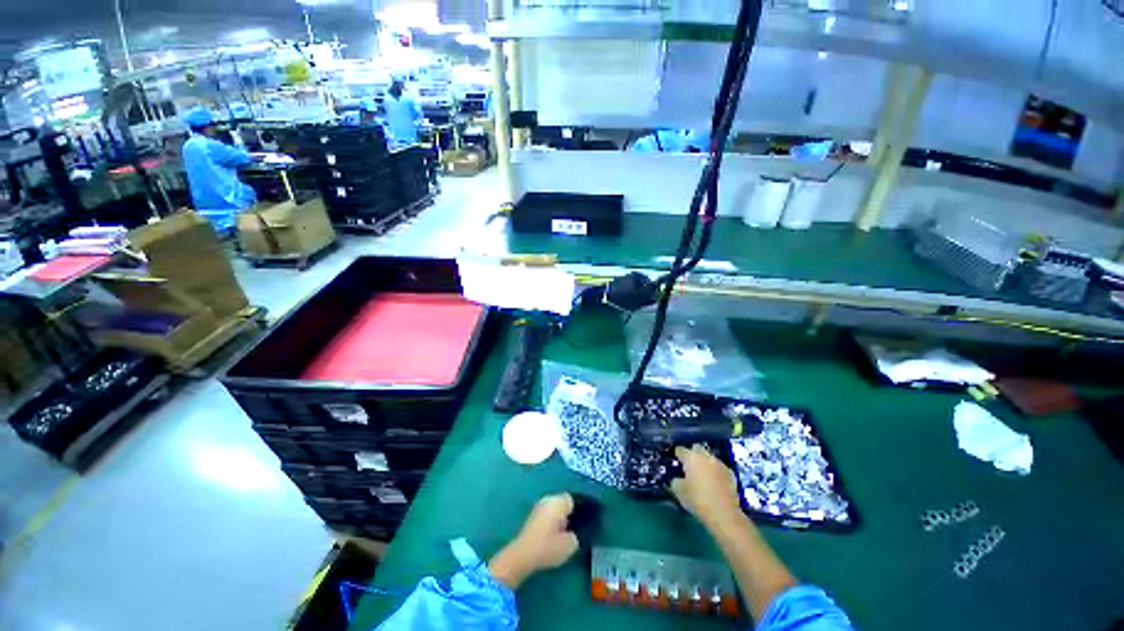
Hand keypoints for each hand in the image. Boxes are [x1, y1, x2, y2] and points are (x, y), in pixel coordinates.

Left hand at [490, 493, 579, 587]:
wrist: (522, 555)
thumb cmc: (548, 547)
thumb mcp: (570, 545)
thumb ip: (576, 535)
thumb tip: (573, 532)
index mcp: (558, 502)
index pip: (572, 500)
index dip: (578, 511)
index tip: (579, 524)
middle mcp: (548, 499)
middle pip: (562, 503)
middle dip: (567, 514)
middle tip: (570, 531)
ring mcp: (538, 506)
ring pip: (554, 509)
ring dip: (558, 519)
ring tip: (561, 536)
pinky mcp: (532, 516)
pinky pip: (546, 514)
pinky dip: (550, 523)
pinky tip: (551, 537)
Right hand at [670, 445, 742, 527]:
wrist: (724, 514)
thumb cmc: (697, 500)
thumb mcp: (678, 491)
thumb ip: (675, 480)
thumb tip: (678, 479)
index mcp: (691, 457)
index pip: (680, 450)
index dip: (676, 455)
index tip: (675, 463)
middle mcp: (705, 456)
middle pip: (696, 448)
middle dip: (692, 454)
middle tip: (689, 467)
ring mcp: (719, 464)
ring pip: (709, 457)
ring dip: (704, 463)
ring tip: (702, 476)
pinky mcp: (730, 473)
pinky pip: (719, 468)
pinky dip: (715, 472)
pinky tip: (713, 483)